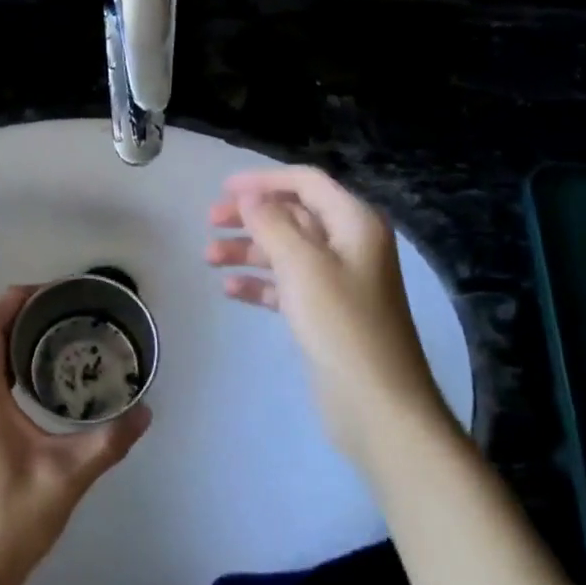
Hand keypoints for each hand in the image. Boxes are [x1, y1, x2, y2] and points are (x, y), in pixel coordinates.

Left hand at [0, 286, 150, 584]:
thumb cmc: (8, 522)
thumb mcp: (66, 479)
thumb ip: (108, 442)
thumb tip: (145, 410)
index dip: (12, 299)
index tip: (52, 291)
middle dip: (21, 313)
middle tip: (68, 312)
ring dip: (17, 341)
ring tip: (64, 339)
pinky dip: (15, 368)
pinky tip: (48, 386)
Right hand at [206, 167, 451, 458]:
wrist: (377, 403)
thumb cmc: (341, 324)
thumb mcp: (303, 266)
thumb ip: (272, 224)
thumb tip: (249, 197)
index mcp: (354, 223)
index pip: (306, 183)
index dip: (264, 181)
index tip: (223, 189)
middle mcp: (349, 245)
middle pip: (294, 216)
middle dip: (250, 216)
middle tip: (209, 223)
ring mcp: (339, 281)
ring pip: (286, 252)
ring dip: (248, 250)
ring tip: (208, 258)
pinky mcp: (326, 313)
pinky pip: (287, 286)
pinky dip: (259, 284)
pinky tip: (229, 289)